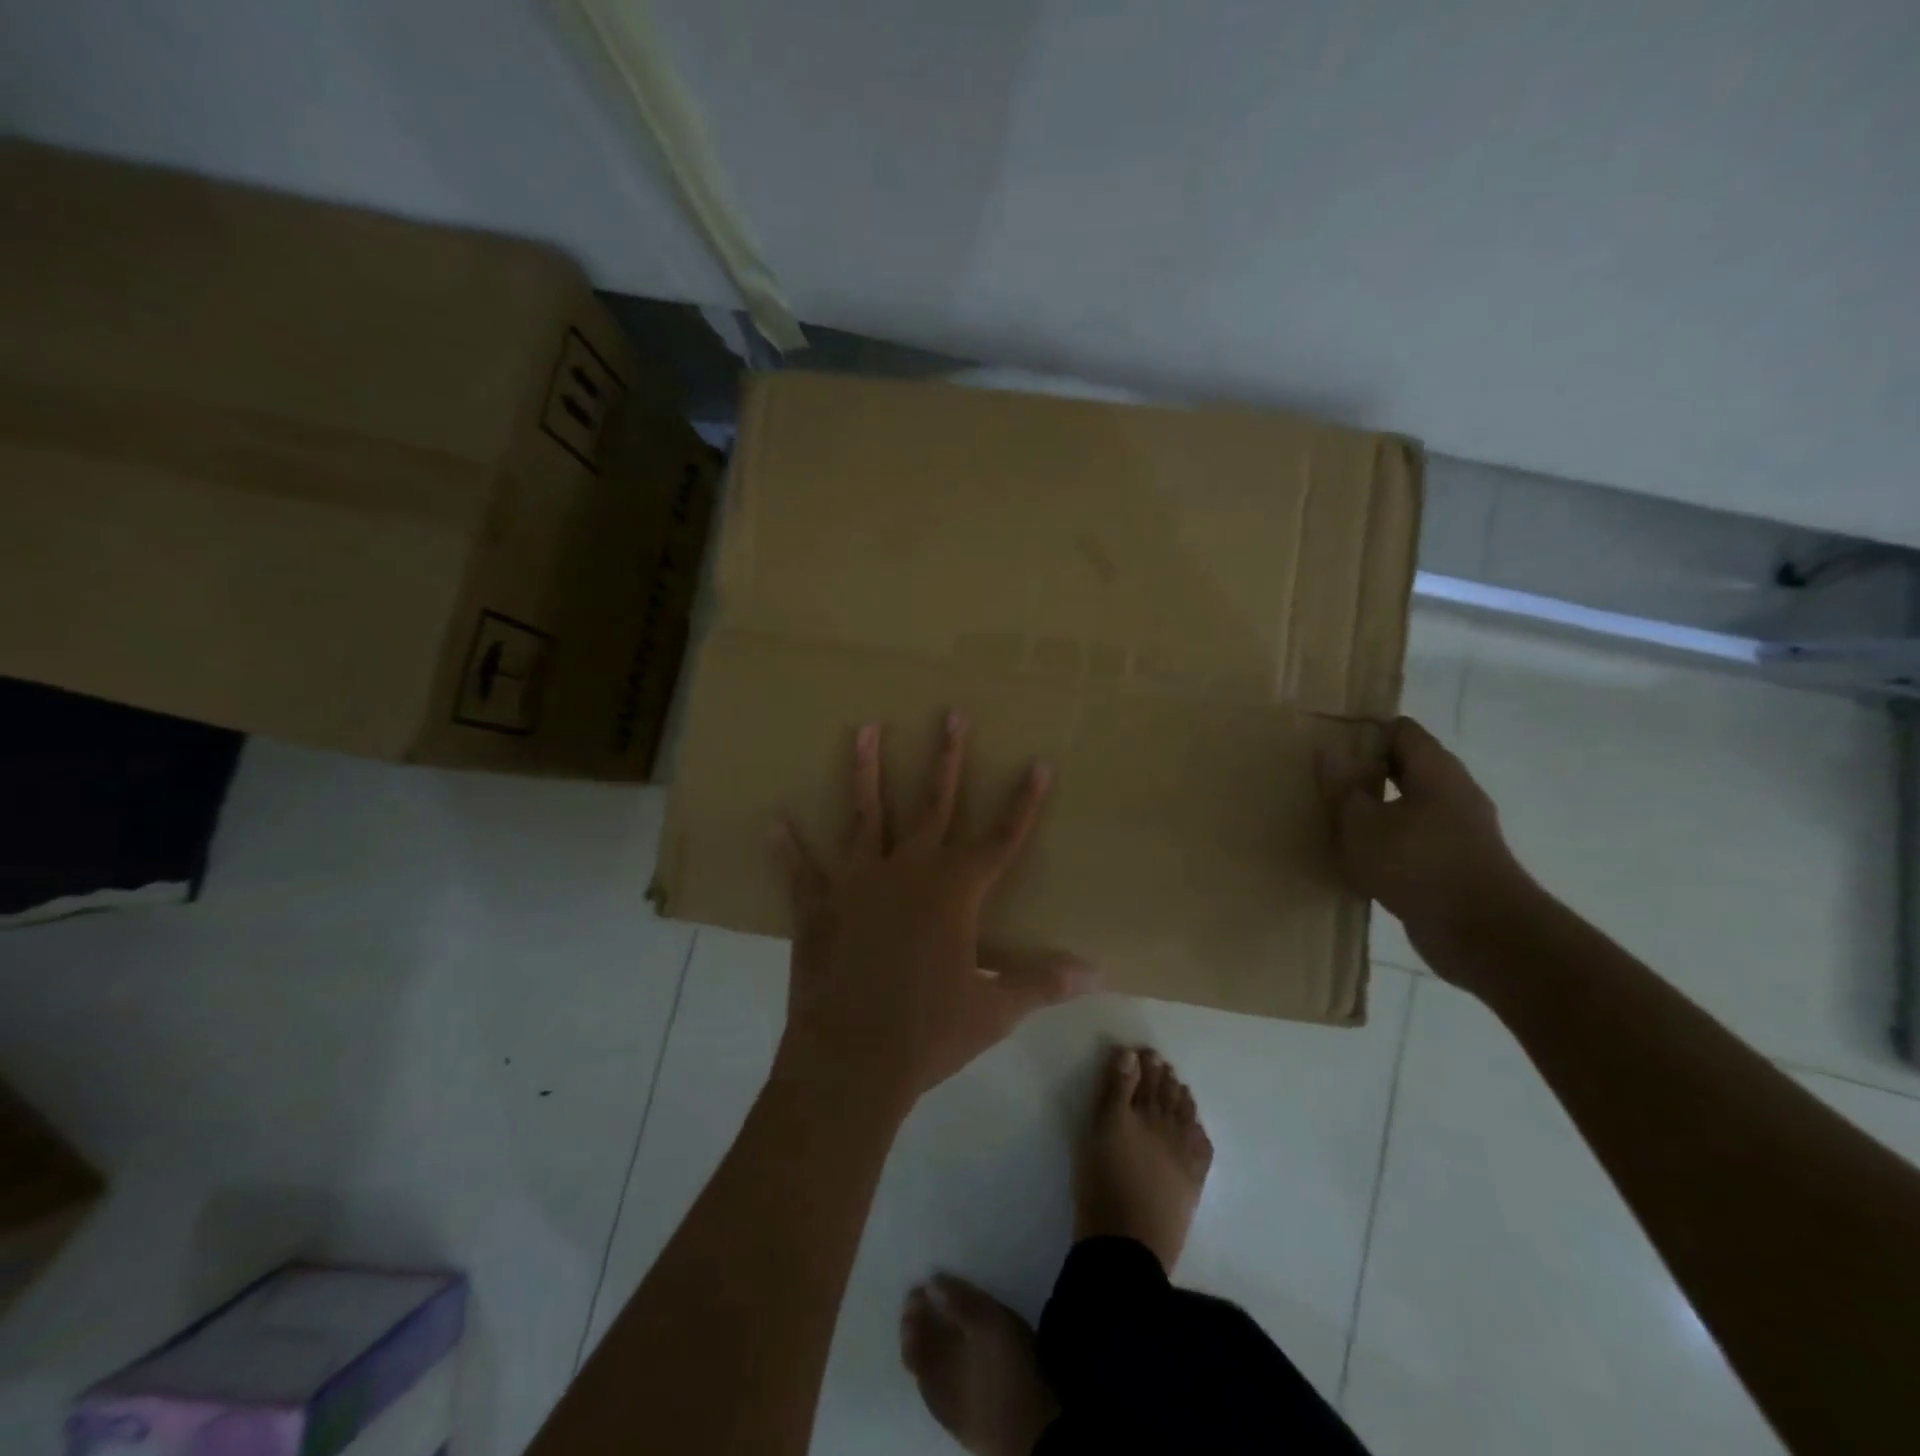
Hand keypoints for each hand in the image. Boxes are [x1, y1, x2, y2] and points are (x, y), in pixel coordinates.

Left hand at [771, 711, 1094, 1112]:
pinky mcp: (818, 907)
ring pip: (865, 815)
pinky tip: (773, 821)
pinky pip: (800, 871)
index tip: (1036, 763)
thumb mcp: (995, 1009)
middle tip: (951, 714)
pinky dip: (787, 848)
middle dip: (946, 758)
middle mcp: (908, 872)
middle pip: (933, 805)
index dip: (1023, 802)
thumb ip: (1042, 981)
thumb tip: (1096, 973)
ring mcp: (858, 883)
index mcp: (954, 892)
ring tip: (862, 728)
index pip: (1002, 838)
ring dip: (865, 772)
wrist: (852, 1061)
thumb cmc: (930, 1032)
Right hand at [1318, 716, 1541, 976]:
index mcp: (1435, 771)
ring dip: (1377, 809)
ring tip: (1335, 817)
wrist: (1483, 934)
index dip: (1366, 730)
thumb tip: (1328, 750)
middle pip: (1407, 767)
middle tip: (1325, 778)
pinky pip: (1416, 839)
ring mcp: (1460, 830)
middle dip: (1367, 770)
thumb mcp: (1362, 824)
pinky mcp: (1457, 864)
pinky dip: (1390, 841)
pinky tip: (1361, 857)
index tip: (1330, 741)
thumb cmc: (1418, 865)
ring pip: (1410, 805)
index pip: (1401, 730)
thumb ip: (1343, 787)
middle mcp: (1454, 792)